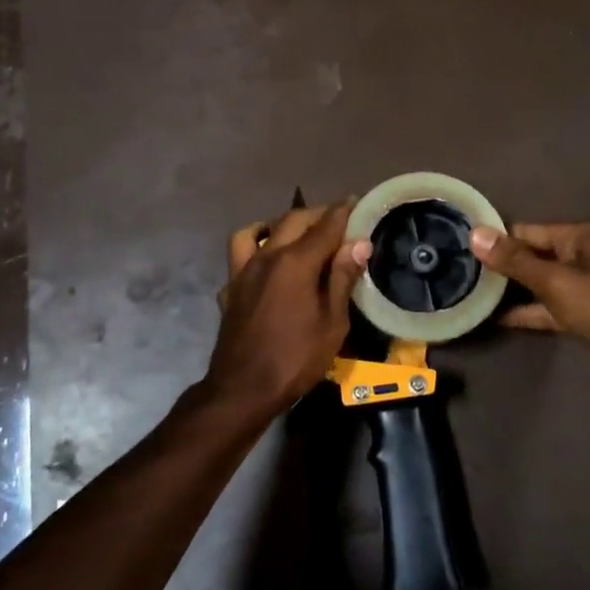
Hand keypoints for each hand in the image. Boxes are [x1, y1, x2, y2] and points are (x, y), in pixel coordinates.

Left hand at [206, 202, 370, 420]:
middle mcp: (267, 256)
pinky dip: (254, 250)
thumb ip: (343, 278)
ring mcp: (243, 271)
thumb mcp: (332, 323)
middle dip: (317, 214)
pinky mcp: (229, 289)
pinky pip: (240, 256)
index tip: (357, 200)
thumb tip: (359, 243)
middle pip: (293, 220)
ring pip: (257, 231)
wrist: (242, 389)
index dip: (343, 211)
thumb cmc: (295, 359)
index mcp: (295, 262)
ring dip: (278, 225)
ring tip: (294, 234)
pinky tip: (265, 264)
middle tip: (336, 219)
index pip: (325, 225)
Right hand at [471, 221, 589, 442]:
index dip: (495, 240)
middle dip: (502, 266)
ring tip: (472, 296)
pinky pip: (549, 308)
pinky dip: (528, 312)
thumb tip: (475, 233)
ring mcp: (584, 286)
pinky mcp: (585, 314)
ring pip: (539, 284)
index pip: (525, 232)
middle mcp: (580, 255)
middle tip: (461, 274)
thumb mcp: (555, 281)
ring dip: (513, 291)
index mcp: (577, 237)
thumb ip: (514, 260)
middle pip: (532, 256)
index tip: (461, 248)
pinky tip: (498, 319)